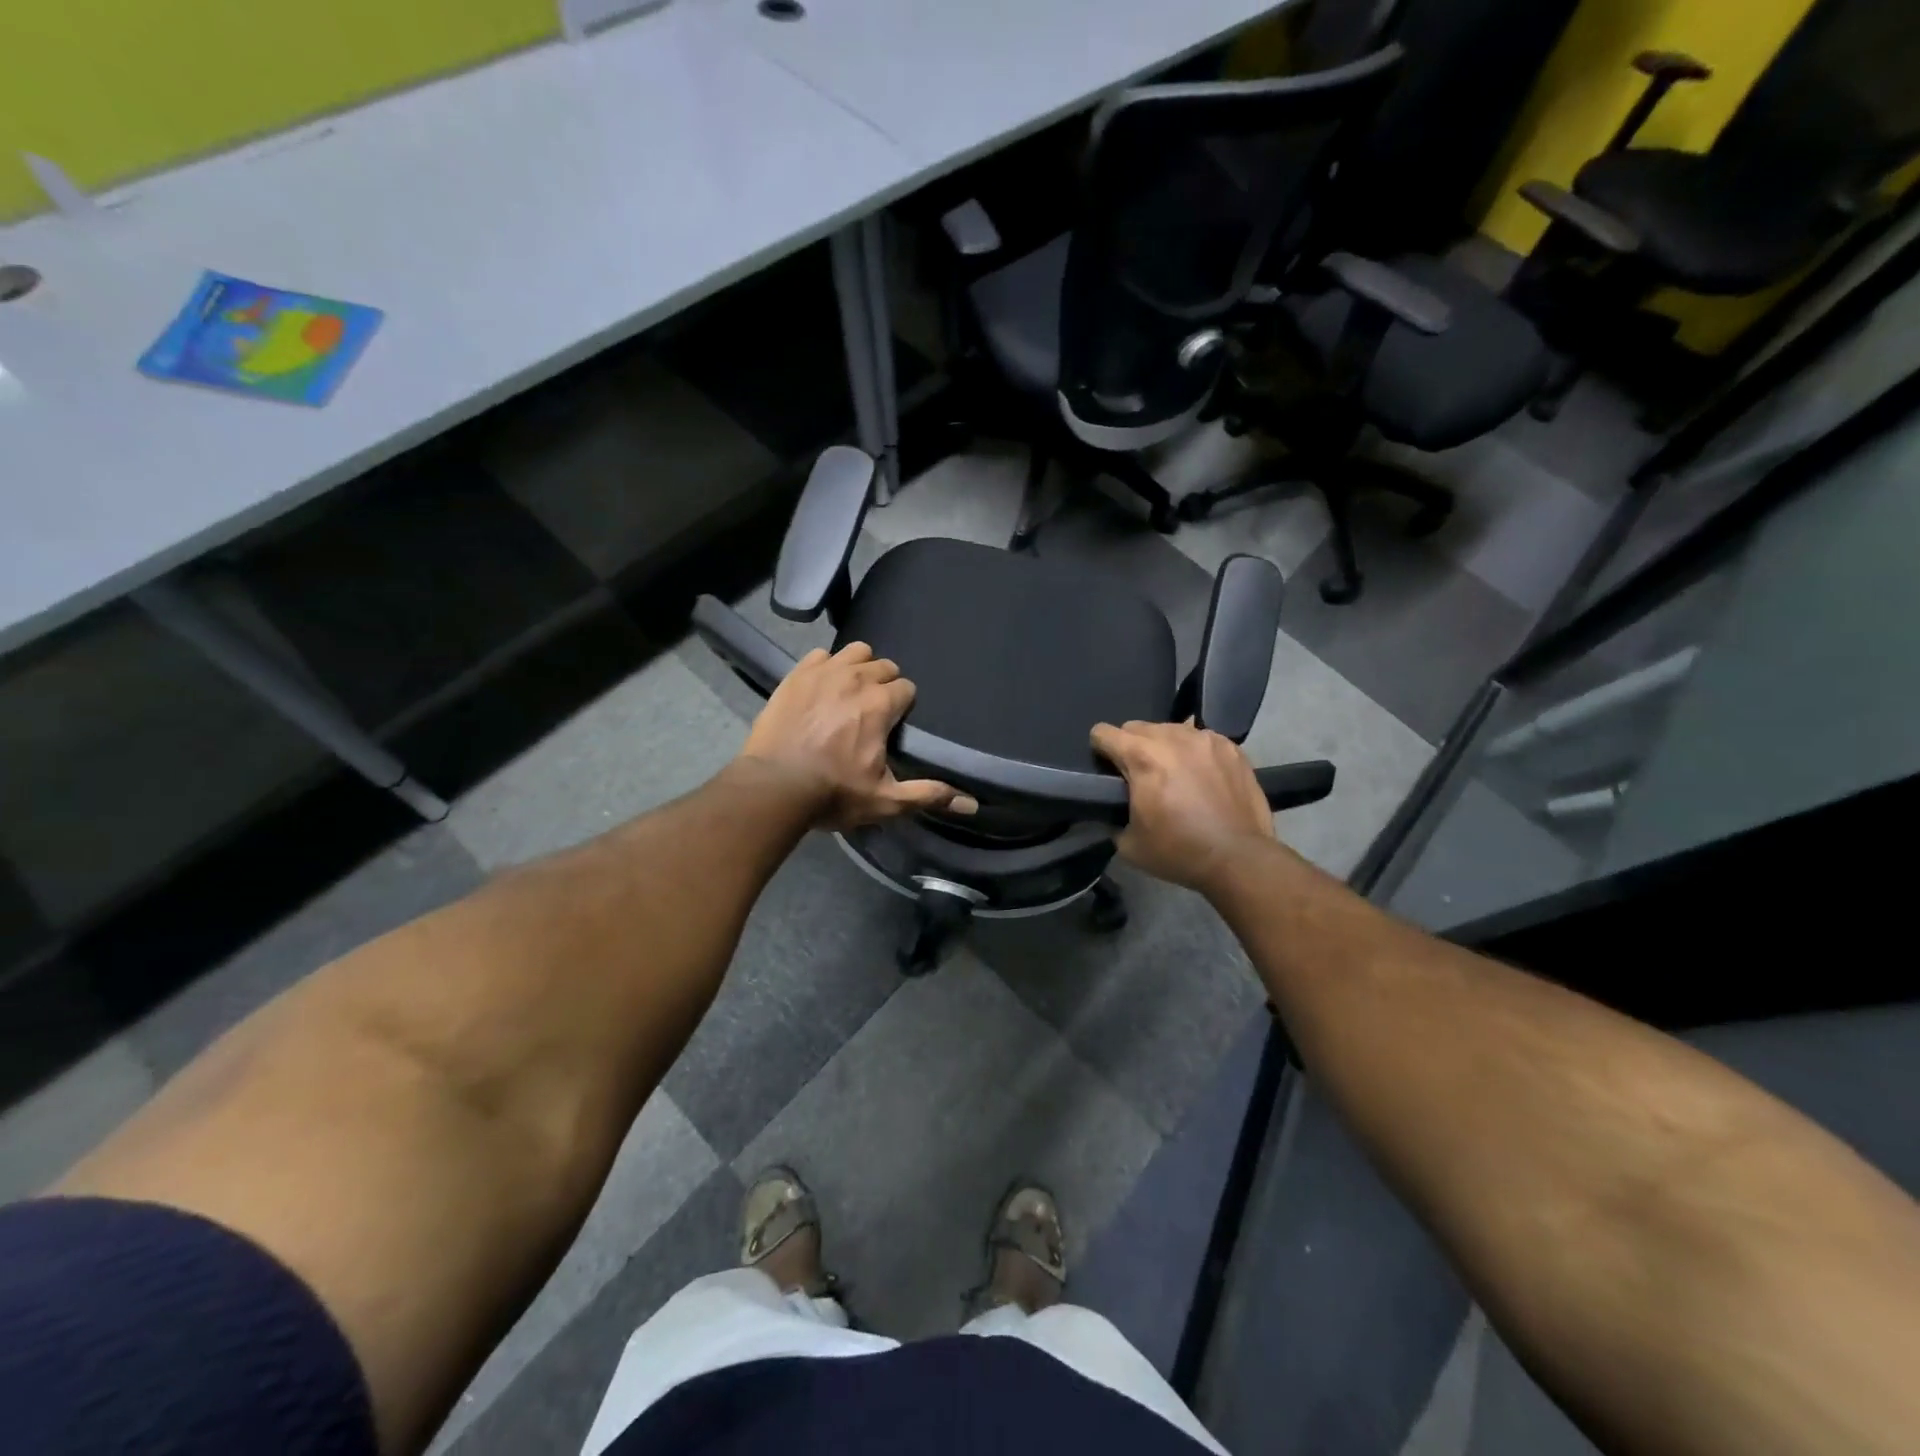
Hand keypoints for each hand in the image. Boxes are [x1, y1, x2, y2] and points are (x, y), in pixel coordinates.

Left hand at [740, 642, 977, 830]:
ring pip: (855, 652)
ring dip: (859, 667)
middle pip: (883, 666)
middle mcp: (857, 678)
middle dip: (884, 684)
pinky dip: (827, 666)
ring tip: (850, 692)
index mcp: (882, 704)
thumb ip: (929, 796)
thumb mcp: (886, 801)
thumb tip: (972, 805)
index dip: (903, 706)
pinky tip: (822, 687)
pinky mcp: (796, 675)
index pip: (907, 688)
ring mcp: (824, 672)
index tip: (893, 726)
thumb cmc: (833, 793)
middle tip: (873, 713)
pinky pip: (821, 655)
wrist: (773, 787)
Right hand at [1091, 720, 1277, 892]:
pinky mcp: (1231, 747)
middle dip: (1132, 747)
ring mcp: (1205, 739)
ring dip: (1164, 746)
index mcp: (1142, 757)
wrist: (1239, 858)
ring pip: (1171, 730)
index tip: (1106, 768)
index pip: (1103, 733)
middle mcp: (1172, 737)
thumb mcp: (1128, 843)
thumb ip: (1113, 815)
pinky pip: (1201, 740)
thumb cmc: (1178, 851)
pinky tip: (1202, 777)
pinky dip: (1195, 753)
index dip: (1099, 749)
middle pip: (1137, 727)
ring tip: (1175, 774)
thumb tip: (1115, 808)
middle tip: (1141, 776)